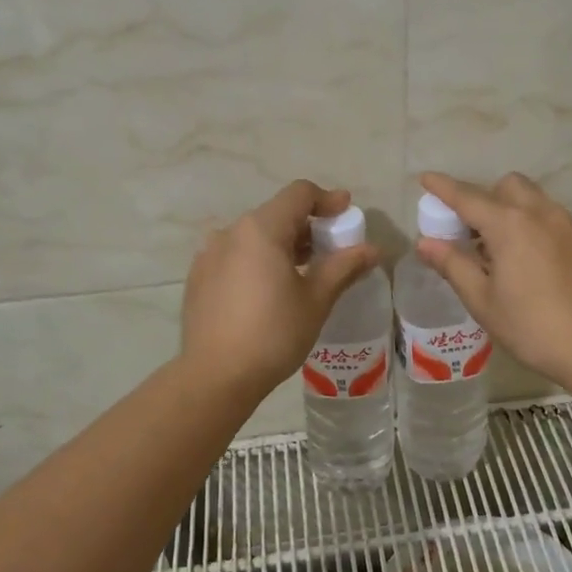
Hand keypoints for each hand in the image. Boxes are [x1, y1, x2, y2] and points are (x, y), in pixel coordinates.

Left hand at [182, 180, 380, 395]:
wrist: (215, 377)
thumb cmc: (273, 334)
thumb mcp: (316, 300)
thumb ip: (344, 267)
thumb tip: (372, 249)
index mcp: (260, 229)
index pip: (298, 194)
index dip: (327, 199)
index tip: (347, 213)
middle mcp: (230, 232)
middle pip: (275, 213)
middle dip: (307, 225)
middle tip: (331, 249)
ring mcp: (208, 255)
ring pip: (253, 236)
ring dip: (282, 244)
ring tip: (303, 272)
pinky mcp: (198, 278)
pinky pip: (235, 256)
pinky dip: (258, 261)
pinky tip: (269, 291)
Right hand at [415, 172, 571, 390]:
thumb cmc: (532, 327)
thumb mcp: (483, 301)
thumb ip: (453, 265)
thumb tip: (426, 243)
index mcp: (509, 225)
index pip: (467, 197)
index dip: (443, 188)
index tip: (425, 178)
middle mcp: (541, 213)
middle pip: (507, 185)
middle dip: (485, 197)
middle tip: (472, 232)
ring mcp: (569, 224)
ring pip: (534, 199)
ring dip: (512, 210)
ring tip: (503, 250)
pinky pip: (554, 218)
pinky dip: (535, 225)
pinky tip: (534, 261)